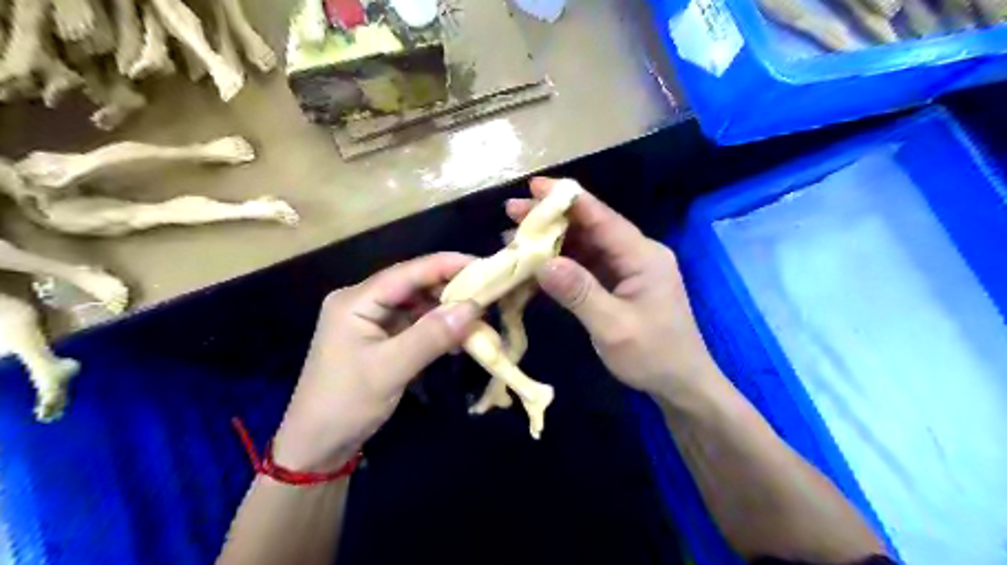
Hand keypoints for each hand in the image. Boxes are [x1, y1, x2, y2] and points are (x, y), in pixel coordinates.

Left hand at [273, 254, 481, 470]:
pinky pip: (414, 324)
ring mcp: (371, 321)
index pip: (408, 272)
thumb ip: (431, 335)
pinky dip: (437, 328)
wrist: (317, 446)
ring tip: (481, 313)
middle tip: (489, 292)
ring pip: (417, 305)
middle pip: (413, 285)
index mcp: (356, 301)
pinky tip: (459, 334)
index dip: (447, 265)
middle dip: (450, 288)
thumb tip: (474, 307)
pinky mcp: (380, 339)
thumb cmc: (346, 404)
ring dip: (446, 309)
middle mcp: (363, 302)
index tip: (485, 265)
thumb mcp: (390, 369)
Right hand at [507, 179, 719, 400]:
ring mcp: (626, 269)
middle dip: (552, 219)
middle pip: (589, 227)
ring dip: (552, 241)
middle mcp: (635, 254)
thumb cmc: (654, 355)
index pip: (601, 217)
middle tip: (512, 212)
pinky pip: (585, 266)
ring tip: (515, 237)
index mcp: (643, 256)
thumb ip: (580, 293)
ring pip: (584, 245)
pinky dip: (560, 263)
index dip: (567, 199)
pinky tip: (535, 264)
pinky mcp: (618, 284)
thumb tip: (543, 262)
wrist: (681, 384)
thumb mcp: (615, 327)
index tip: (533, 186)